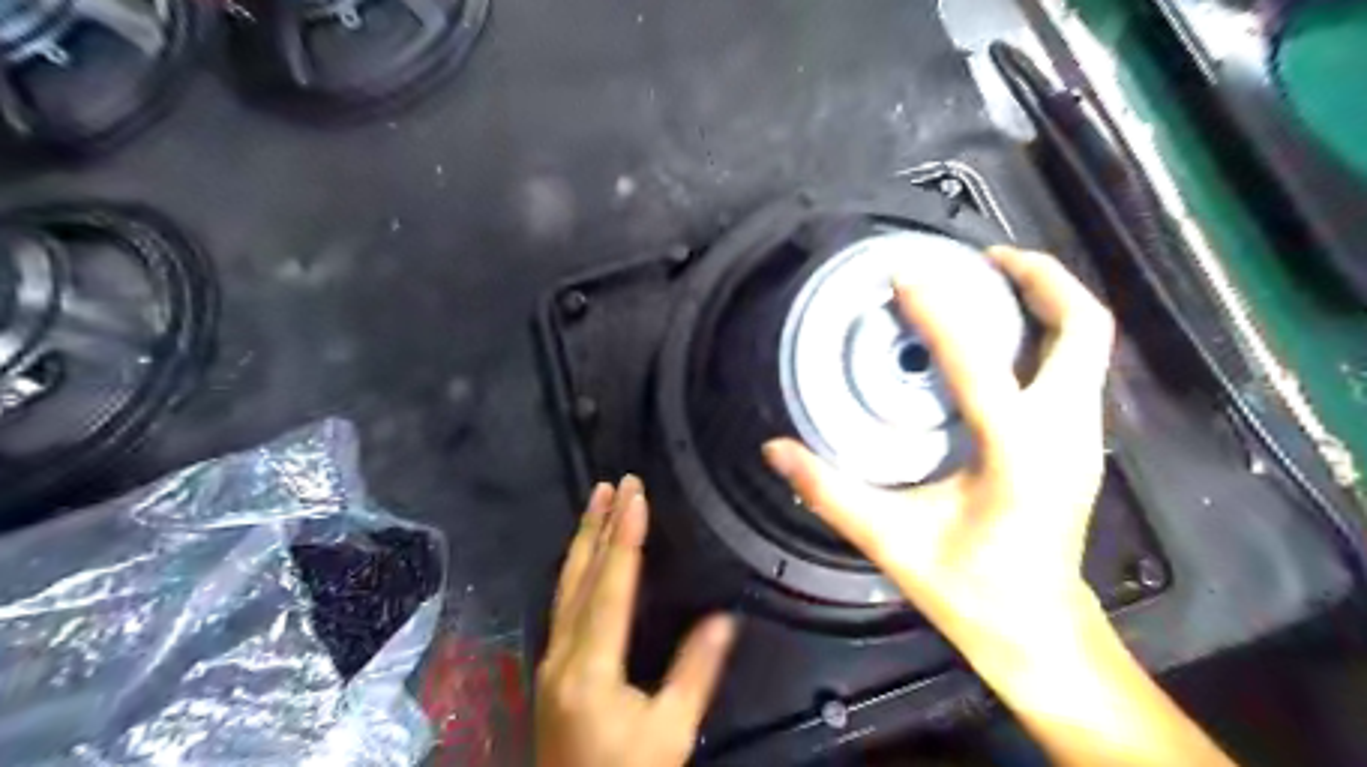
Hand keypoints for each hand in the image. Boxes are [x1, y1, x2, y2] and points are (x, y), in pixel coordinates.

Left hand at [532, 478, 736, 762]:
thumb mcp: (670, 734)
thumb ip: (696, 673)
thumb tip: (726, 616)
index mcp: (590, 666)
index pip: (611, 585)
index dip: (625, 536)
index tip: (635, 494)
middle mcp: (562, 653)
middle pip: (580, 577)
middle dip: (596, 525)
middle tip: (611, 483)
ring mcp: (551, 660)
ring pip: (565, 587)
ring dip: (582, 541)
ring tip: (595, 503)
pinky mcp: (552, 669)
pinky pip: (563, 603)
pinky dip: (577, 569)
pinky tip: (584, 557)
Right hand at [764, 246, 1114, 647]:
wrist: (1039, 632)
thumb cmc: (971, 591)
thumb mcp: (892, 542)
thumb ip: (829, 492)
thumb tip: (776, 450)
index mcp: (1019, 454)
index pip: (980, 362)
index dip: (940, 312)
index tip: (905, 277)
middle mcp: (1065, 433)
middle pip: (1082, 327)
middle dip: (1038, 278)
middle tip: (983, 257)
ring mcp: (1082, 437)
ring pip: (1089, 342)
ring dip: (1046, 300)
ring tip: (989, 282)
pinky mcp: (1078, 444)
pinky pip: (1076, 365)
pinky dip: (1046, 333)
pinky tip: (998, 338)